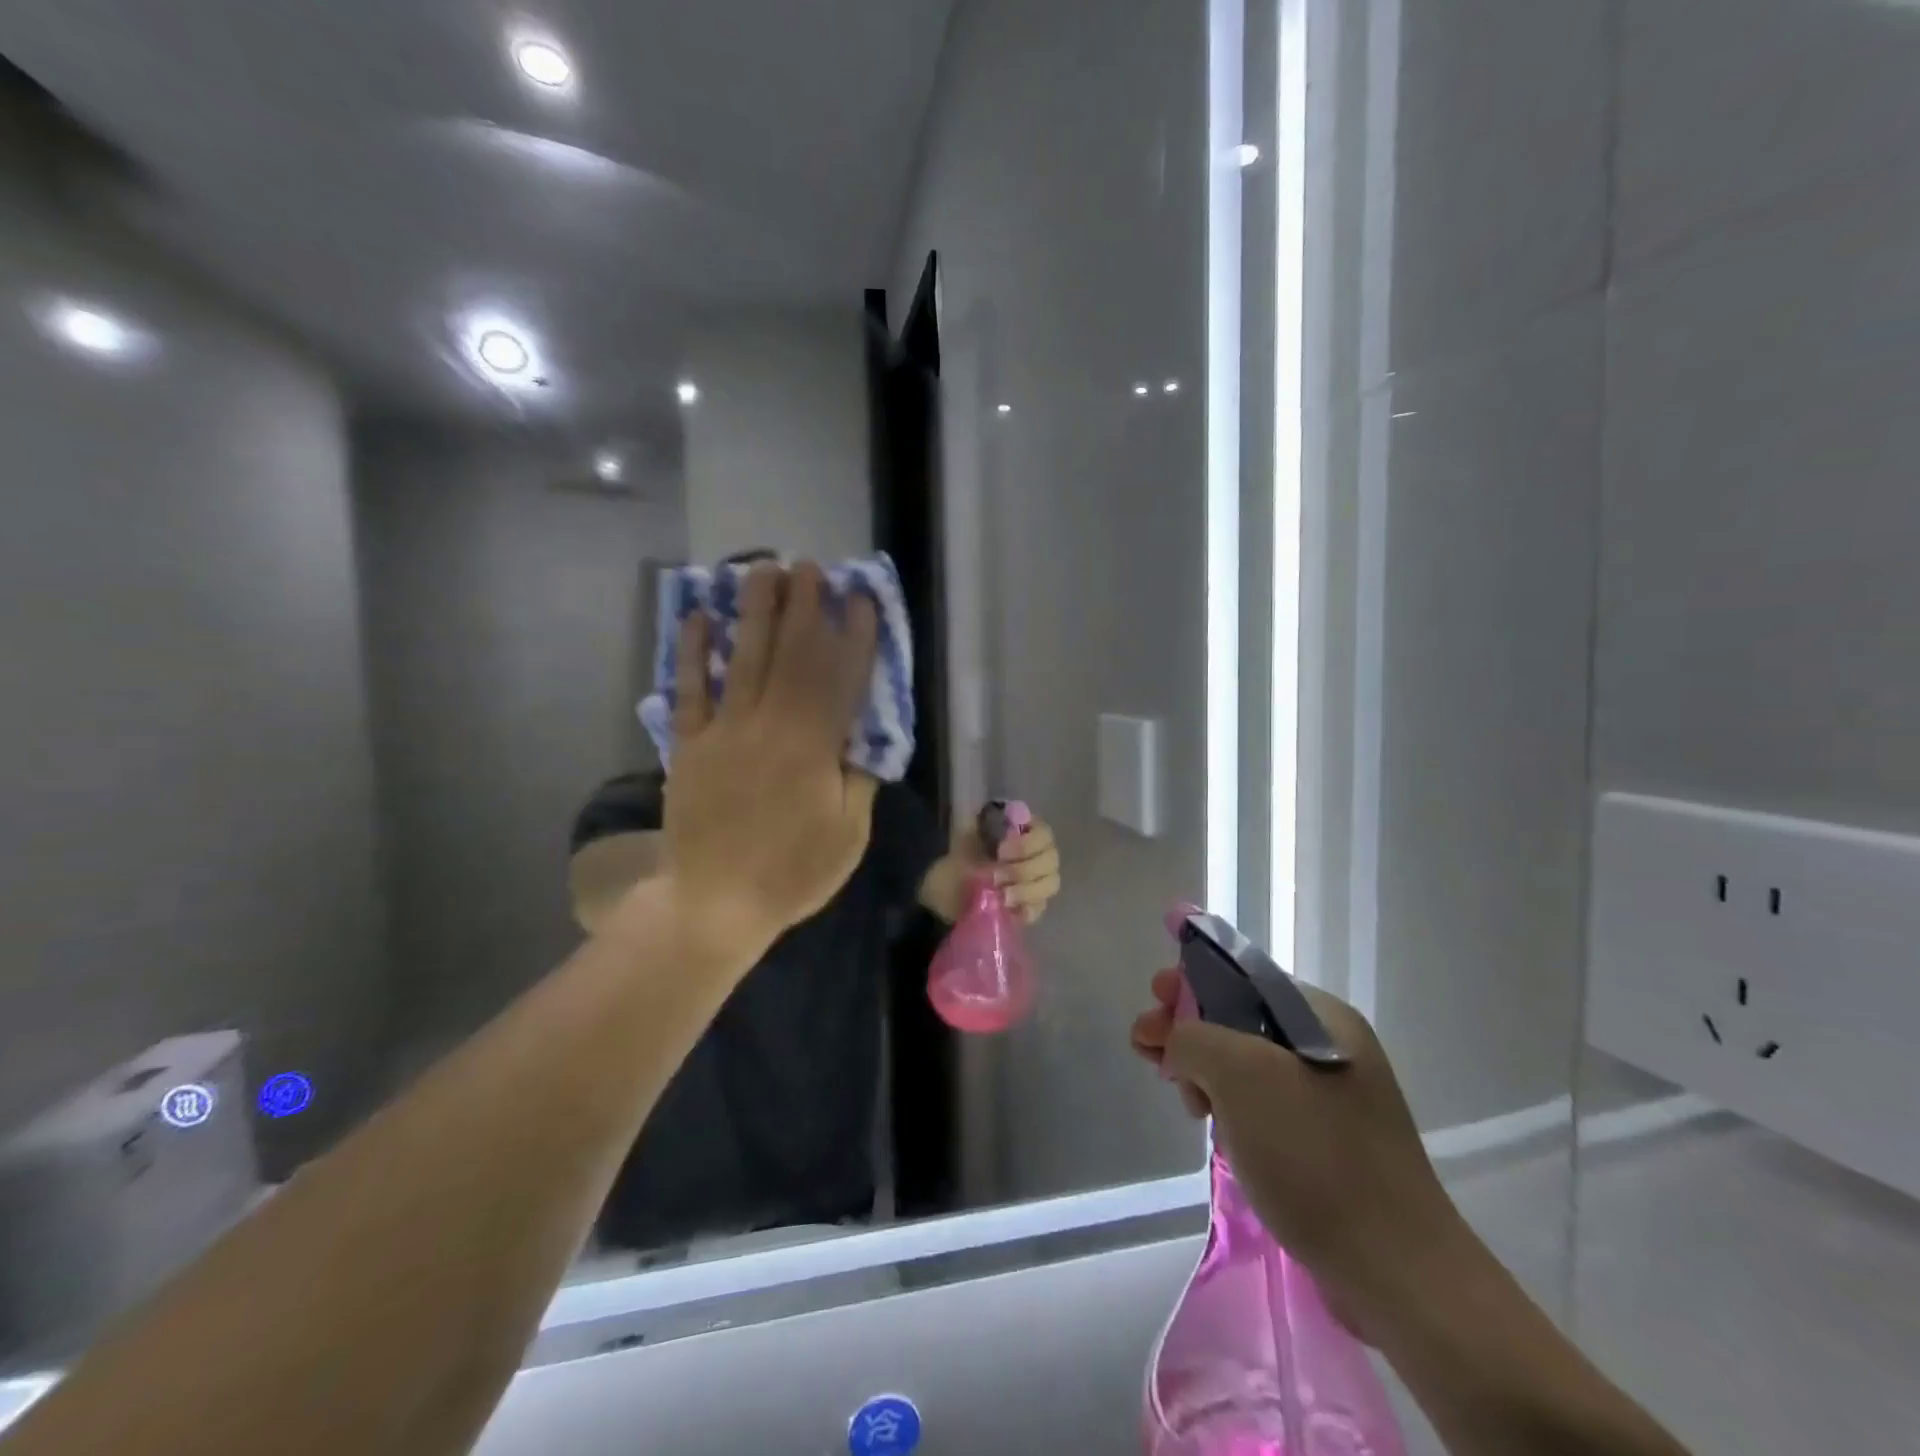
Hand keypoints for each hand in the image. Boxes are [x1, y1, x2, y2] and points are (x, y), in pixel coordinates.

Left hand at [651, 561, 879, 959]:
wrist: (713, 904)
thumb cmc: (790, 873)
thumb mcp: (848, 836)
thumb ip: (859, 781)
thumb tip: (865, 739)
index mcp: (815, 748)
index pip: (841, 679)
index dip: (854, 637)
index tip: (861, 601)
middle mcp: (771, 726)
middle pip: (791, 654)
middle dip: (805, 607)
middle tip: (811, 567)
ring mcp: (725, 731)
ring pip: (745, 658)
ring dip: (756, 612)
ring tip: (764, 570)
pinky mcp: (689, 744)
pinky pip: (690, 689)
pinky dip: (694, 652)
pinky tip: (699, 617)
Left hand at [924, 812, 1061, 923]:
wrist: (943, 897)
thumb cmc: (958, 862)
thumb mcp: (963, 838)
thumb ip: (977, 821)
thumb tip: (984, 807)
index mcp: (1022, 833)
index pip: (1044, 834)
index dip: (1028, 843)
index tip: (1001, 851)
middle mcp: (1036, 856)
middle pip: (1051, 860)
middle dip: (1024, 869)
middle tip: (996, 876)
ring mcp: (1037, 883)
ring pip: (1050, 884)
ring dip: (1026, 890)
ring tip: (1001, 896)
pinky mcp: (1031, 907)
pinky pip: (1040, 908)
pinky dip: (1026, 909)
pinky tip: (1008, 909)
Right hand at [1130, 971, 1469, 1343]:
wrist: (1396, 1273)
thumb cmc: (1315, 1155)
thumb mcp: (1241, 1074)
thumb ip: (1194, 1037)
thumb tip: (1176, 1043)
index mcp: (1322, 1017)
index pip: (1242, 976)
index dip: (1191, 982)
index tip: (1153, 999)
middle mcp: (1330, 1047)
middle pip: (1239, 1020)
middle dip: (1189, 1030)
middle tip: (1146, 1048)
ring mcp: (1330, 1099)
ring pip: (1246, 1066)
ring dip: (1204, 1073)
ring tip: (1182, 1099)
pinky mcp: (1324, 1143)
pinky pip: (1262, 1106)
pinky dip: (1229, 1108)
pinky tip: (1212, 1128)